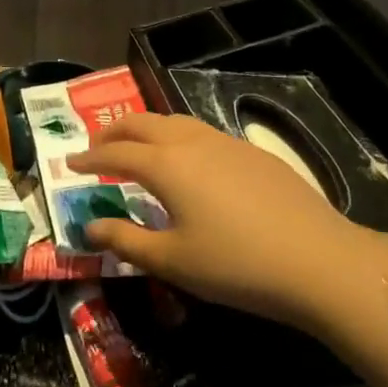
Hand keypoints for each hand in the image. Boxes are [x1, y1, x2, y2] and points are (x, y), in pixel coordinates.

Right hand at [67, 113, 387, 330]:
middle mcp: (192, 142)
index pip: (116, 153)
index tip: (70, 163)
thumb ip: (125, 240)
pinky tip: (187, 161)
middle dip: (114, 131)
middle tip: (95, 146)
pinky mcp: (253, 153)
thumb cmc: (236, 265)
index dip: (89, 158)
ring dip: (147, 129)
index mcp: (166, 165)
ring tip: (136, 146)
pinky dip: (178, 137)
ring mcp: (227, 143)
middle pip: (143, 124)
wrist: (317, 260)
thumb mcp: (172, 260)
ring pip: (175, 121)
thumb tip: (89, 225)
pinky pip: (202, 132)